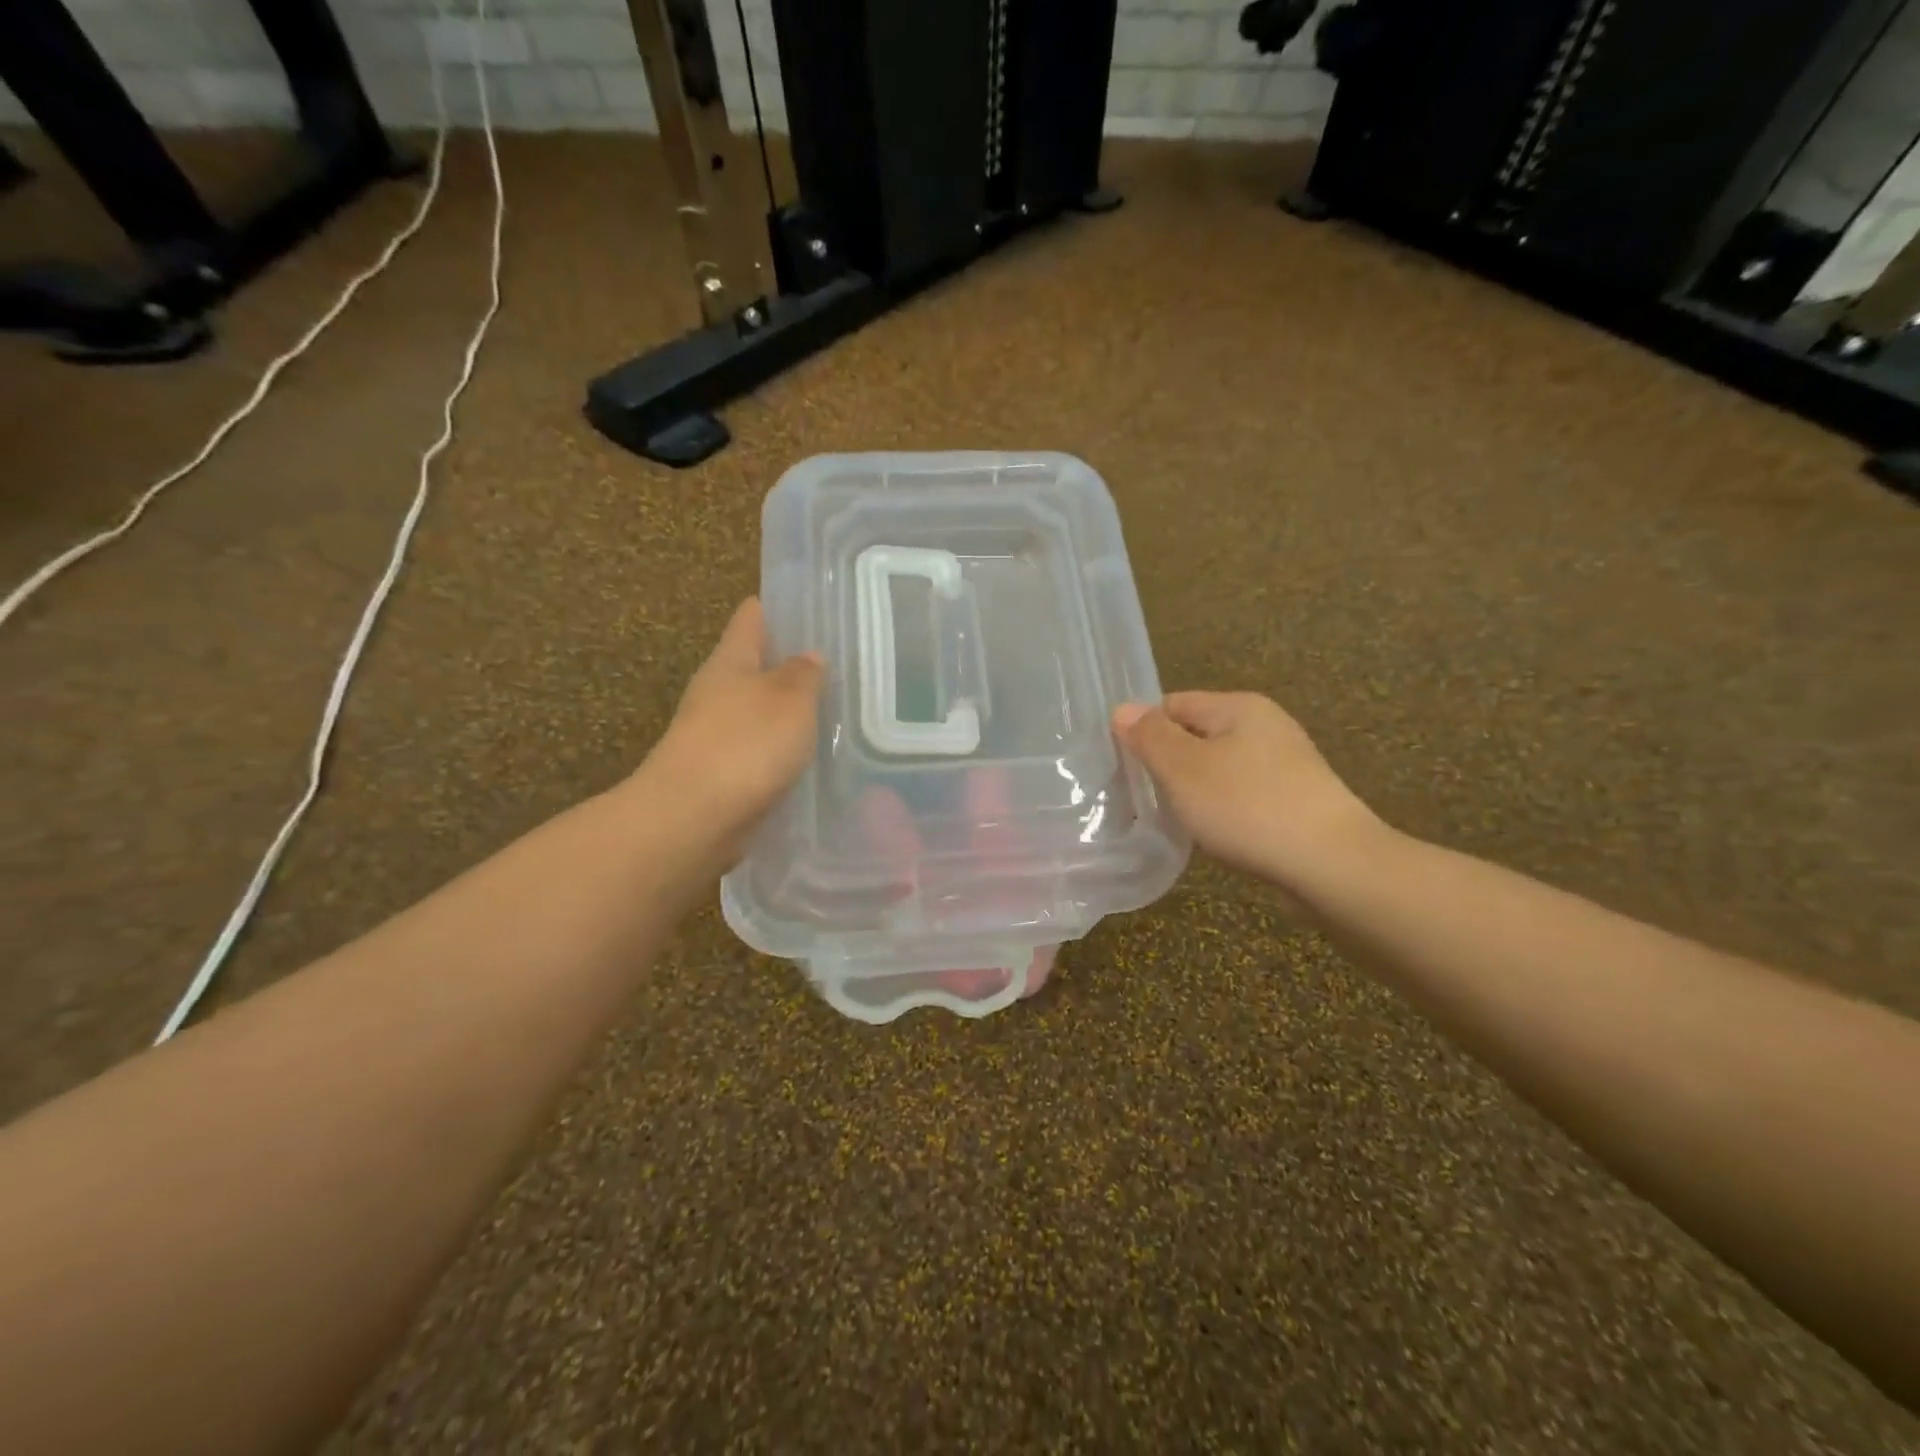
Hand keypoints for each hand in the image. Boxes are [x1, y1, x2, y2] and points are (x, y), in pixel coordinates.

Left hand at [643, 598, 824, 857]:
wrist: (693, 819)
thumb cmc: (744, 745)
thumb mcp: (789, 700)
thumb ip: (804, 675)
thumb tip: (809, 655)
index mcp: (729, 662)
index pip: (751, 619)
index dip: (775, 607)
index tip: (808, 604)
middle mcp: (716, 693)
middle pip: (754, 667)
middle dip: (790, 664)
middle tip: (837, 664)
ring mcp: (714, 736)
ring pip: (758, 712)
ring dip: (787, 712)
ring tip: (833, 712)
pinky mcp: (721, 776)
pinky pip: (759, 752)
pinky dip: (781, 751)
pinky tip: (811, 760)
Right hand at [1113, 692, 1382, 894]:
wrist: (1332, 864)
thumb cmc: (1248, 807)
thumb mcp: (1184, 769)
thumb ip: (1150, 737)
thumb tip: (1123, 710)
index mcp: (1239, 706)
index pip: (1173, 703)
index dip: (1144, 731)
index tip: (1124, 767)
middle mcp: (1266, 725)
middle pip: (1197, 734)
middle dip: (1168, 763)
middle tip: (1144, 796)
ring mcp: (1285, 763)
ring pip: (1219, 767)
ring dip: (1194, 789)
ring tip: (1176, 819)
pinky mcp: (1296, 799)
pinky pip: (1242, 793)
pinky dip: (1222, 809)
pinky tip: (1216, 834)